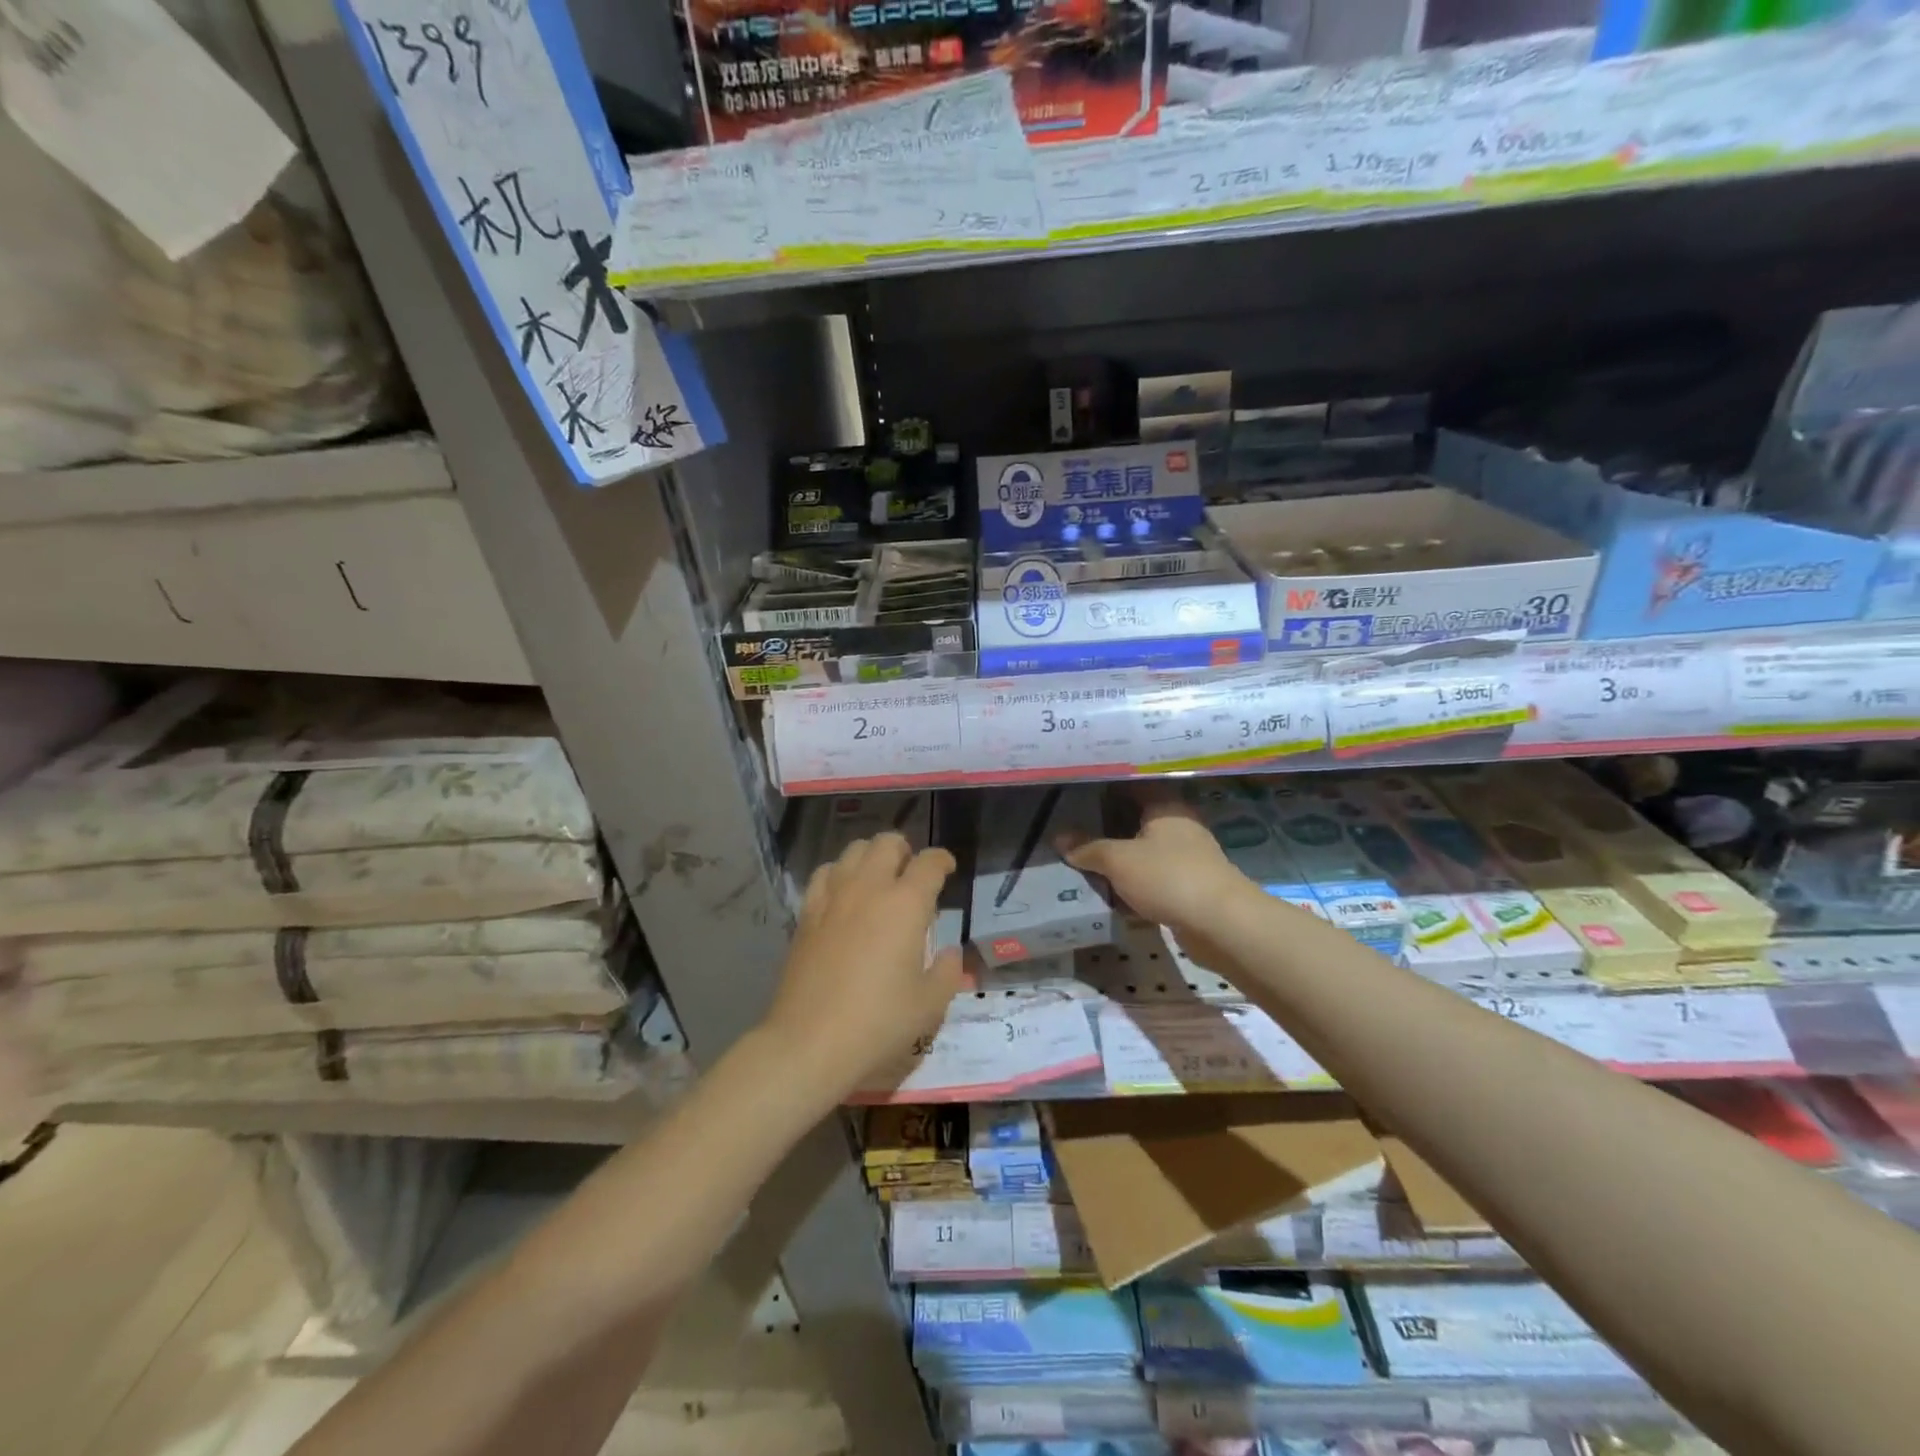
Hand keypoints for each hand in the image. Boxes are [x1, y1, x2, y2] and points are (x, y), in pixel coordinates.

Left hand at [762, 832, 966, 1101]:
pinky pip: (824, 873)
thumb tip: (949, 952)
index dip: (942, 860)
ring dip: (872, 857)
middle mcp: (869, 888)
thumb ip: (947, 972)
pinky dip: (840, 873)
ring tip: (879, 880)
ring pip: (854, 850)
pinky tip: (844, 894)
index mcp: (906, 904)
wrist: (809, 1042)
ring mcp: (833, 897)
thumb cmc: (878, 1023)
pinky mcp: (807, 913)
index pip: (929, 863)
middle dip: (905, 850)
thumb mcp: (929, 1005)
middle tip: (912, 874)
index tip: (947, 869)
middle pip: (887, 843)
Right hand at [1059, 791, 1256, 939]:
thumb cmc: (1168, 877)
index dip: (1104, 788)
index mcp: (1165, 807)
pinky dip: (1133, 882)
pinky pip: (1153, 877)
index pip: (1132, 785)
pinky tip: (1110, 892)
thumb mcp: (1119, 860)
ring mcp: (1187, 857)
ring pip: (1144, 850)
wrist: (1221, 924)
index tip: (1077, 792)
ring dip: (1119, 858)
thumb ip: (1088, 848)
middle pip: (1136, 819)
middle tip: (1072, 829)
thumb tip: (1059, 839)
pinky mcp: (1190, 886)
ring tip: (1084, 861)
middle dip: (1106, 826)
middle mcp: (1179, 826)